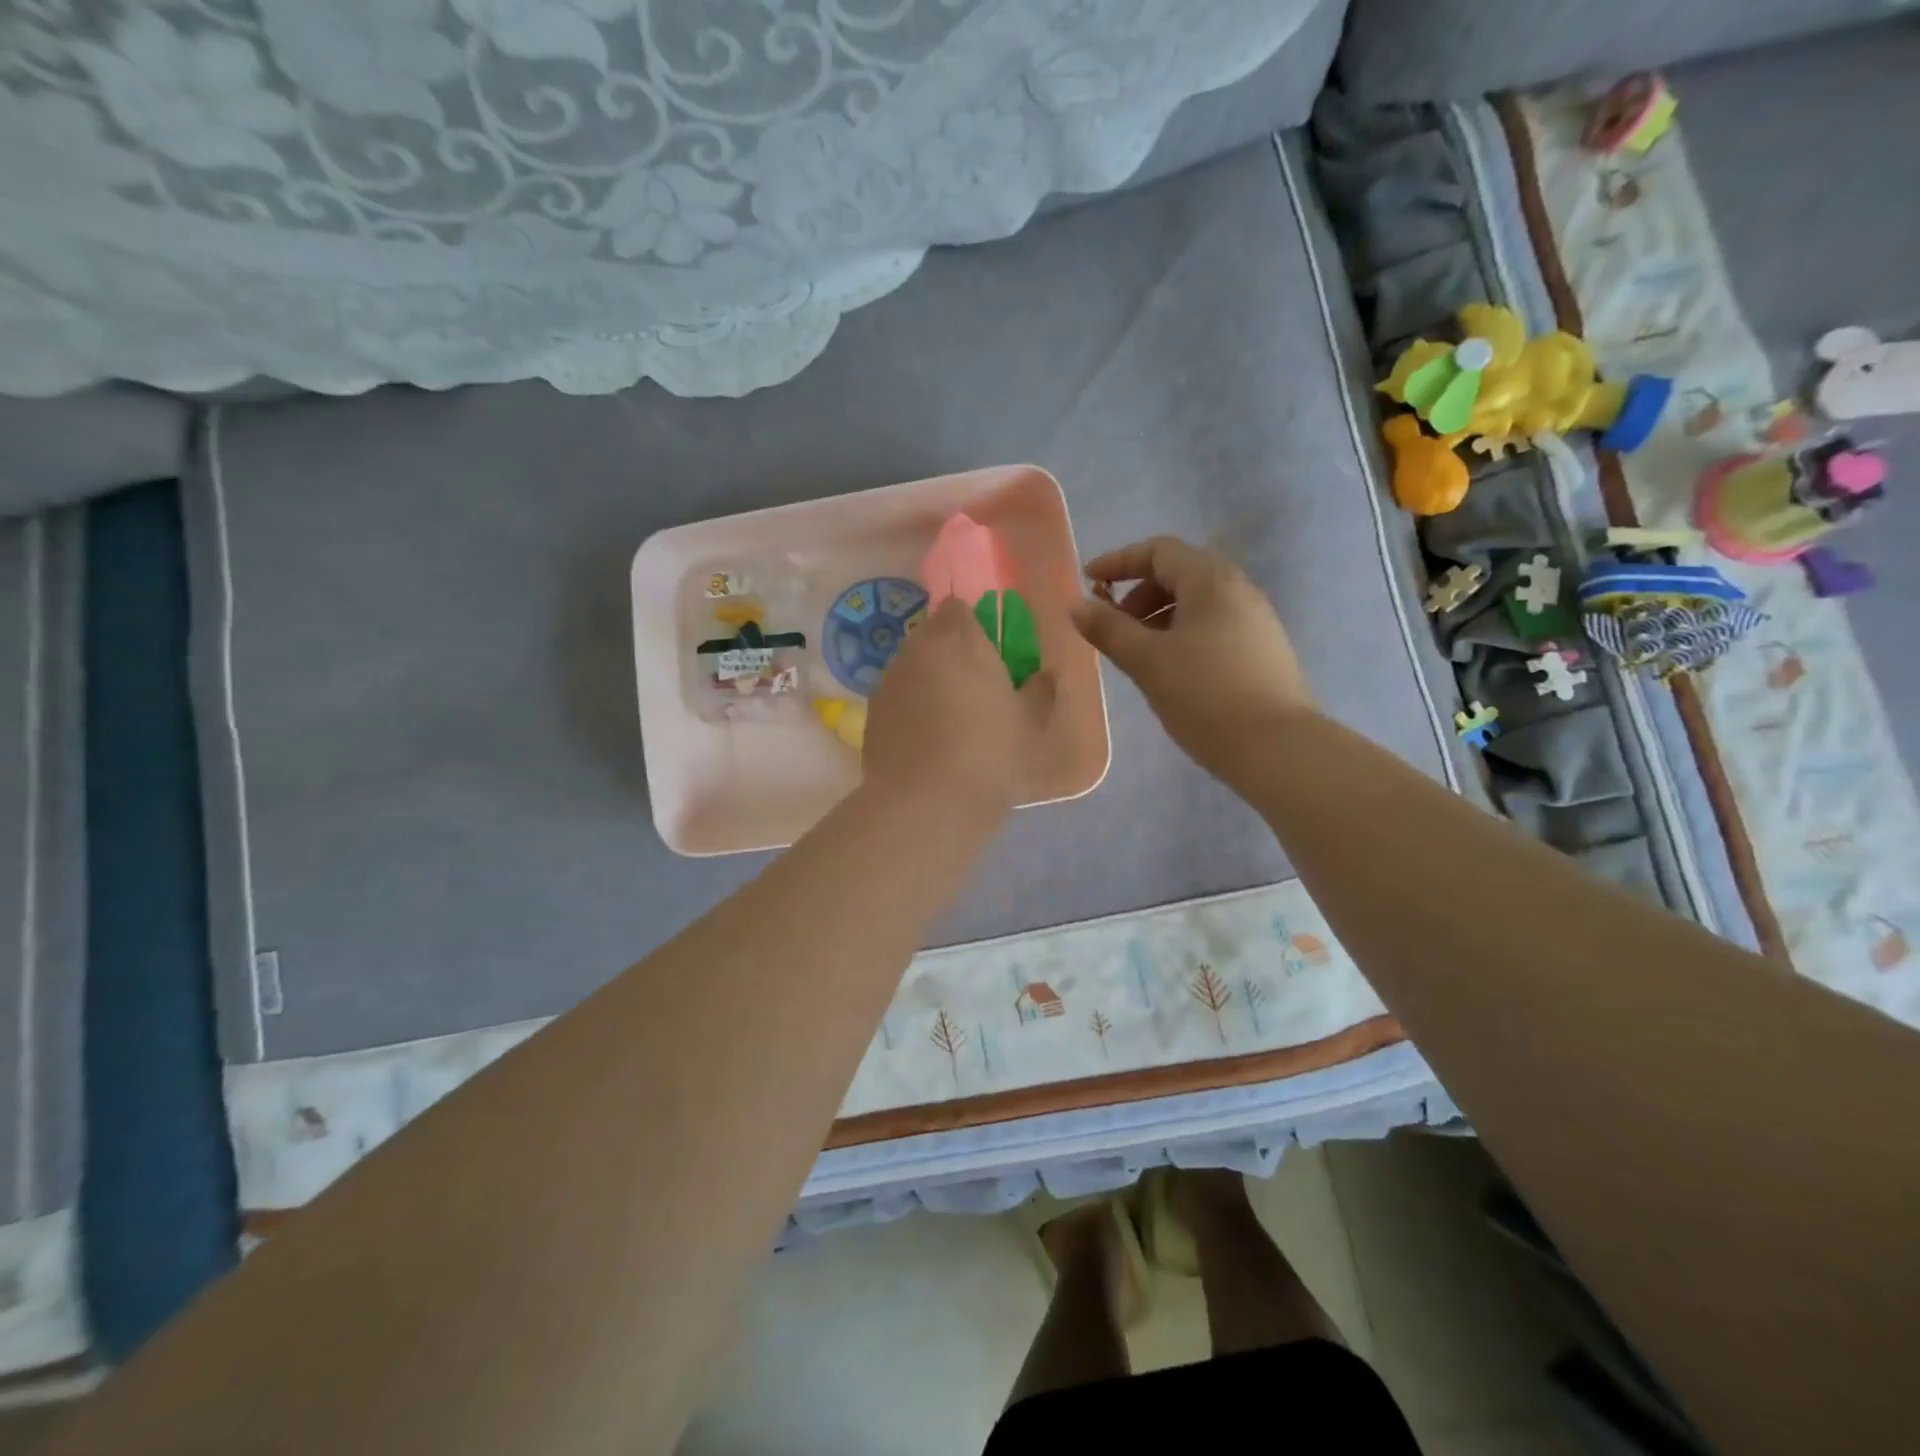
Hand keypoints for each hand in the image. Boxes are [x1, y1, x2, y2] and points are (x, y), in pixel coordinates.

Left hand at [863, 597, 1055, 820]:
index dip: (973, 627)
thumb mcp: (1031, 723)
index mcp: (958, 639)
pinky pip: (896, 699)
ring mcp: (888, 681)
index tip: (989, 654)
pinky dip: (909, 709)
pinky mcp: (871, 714)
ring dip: (927, 680)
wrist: (928, 802)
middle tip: (973, 687)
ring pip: (910, 667)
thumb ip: (1041, 689)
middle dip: (949, 653)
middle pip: (931, 636)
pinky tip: (924, 741)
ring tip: (948, 718)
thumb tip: (1044, 675)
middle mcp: (916, 650)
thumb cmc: (990, 752)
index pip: (958, 609)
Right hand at [1070, 536, 1311, 786]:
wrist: (1276, 747)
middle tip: (1114, 625)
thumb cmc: (1204, 695)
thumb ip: (1108, 629)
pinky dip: (1183, 632)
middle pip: (1180, 572)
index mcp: (1211, 580)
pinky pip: (1214, 624)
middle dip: (1139, 592)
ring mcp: (1256, 619)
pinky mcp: (1262, 649)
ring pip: (1198, 601)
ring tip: (1138, 652)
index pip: (1159, 551)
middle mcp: (1238, 589)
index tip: (1088, 582)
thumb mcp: (1146, 661)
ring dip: (1160, 615)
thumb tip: (1076, 605)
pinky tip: (1172, 669)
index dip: (1119, 561)